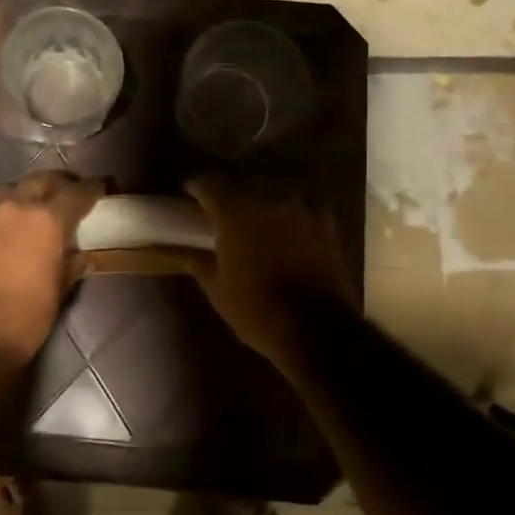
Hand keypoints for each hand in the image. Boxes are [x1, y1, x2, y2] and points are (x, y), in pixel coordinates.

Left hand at [0, 171, 105, 366]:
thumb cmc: (25, 319)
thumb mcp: (59, 293)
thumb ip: (71, 265)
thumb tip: (80, 254)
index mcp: (48, 221)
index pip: (78, 193)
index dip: (92, 189)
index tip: (101, 188)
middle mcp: (16, 206)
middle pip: (41, 181)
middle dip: (57, 184)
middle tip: (65, 194)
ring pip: (6, 189)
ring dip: (19, 196)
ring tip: (23, 208)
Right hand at [185, 176, 355, 366]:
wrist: (316, 330)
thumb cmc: (256, 310)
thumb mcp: (217, 290)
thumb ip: (199, 264)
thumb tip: (187, 255)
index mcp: (234, 213)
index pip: (209, 185)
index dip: (197, 188)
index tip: (191, 194)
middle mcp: (268, 200)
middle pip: (243, 185)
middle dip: (231, 196)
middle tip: (224, 213)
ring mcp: (301, 210)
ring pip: (275, 194)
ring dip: (263, 203)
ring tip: (258, 220)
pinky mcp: (326, 224)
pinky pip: (303, 209)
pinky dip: (292, 216)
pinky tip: (290, 229)